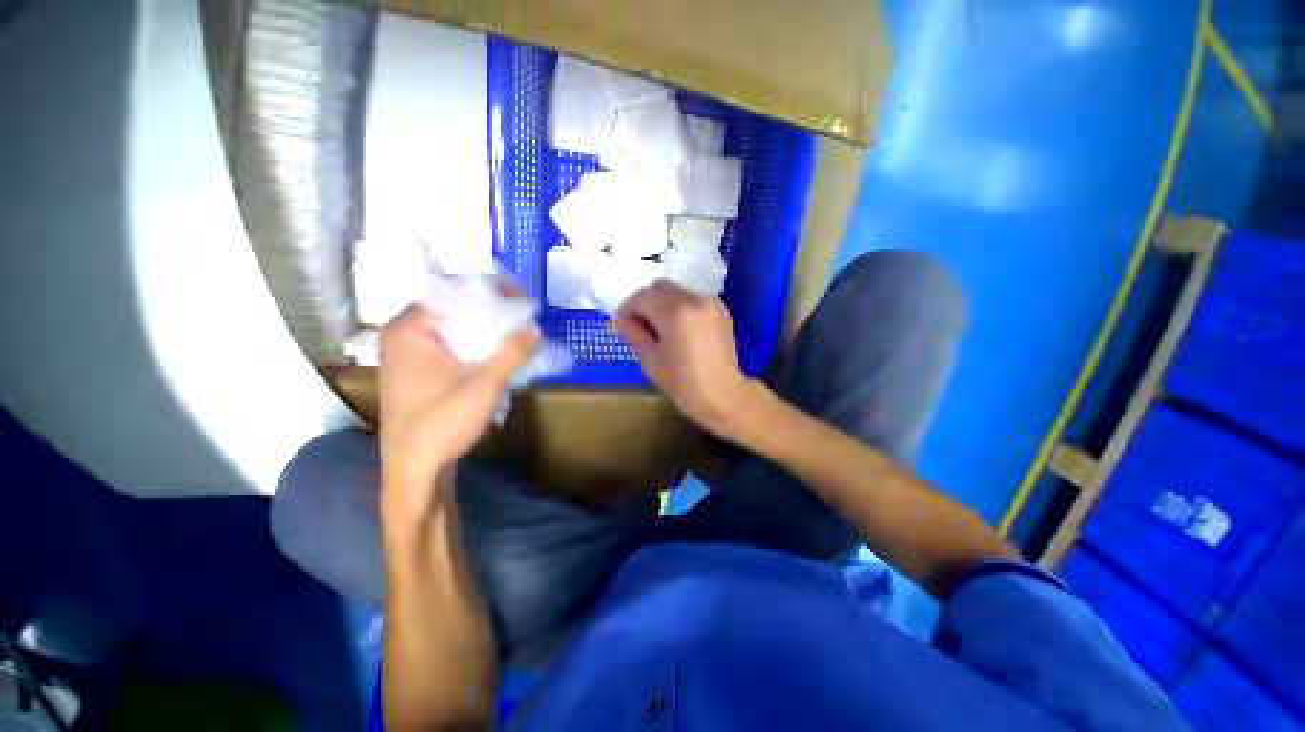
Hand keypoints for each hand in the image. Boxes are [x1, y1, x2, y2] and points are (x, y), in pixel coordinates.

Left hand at [378, 304, 537, 521]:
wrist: (414, 469)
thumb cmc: (440, 424)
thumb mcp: (483, 386)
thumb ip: (511, 354)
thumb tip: (536, 329)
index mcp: (409, 330)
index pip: (452, 292)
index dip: (489, 290)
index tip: (520, 296)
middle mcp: (403, 335)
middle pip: (452, 307)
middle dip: (490, 309)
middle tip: (522, 314)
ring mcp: (409, 353)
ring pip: (452, 326)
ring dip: (484, 327)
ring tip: (515, 330)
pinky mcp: (419, 370)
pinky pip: (450, 343)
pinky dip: (474, 342)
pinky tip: (496, 351)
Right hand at [614, 280, 753, 436]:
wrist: (724, 395)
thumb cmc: (684, 384)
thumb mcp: (651, 361)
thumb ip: (635, 334)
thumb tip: (623, 320)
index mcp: (675, 312)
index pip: (642, 297)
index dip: (628, 309)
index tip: (622, 325)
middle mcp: (694, 300)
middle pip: (660, 287)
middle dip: (645, 302)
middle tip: (639, 325)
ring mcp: (710, 303)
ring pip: (677, 292)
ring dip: (663, 304)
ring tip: (660, 330)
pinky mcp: (720, 311)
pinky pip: (692, 300)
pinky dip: (680, 308)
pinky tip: (679, 330)